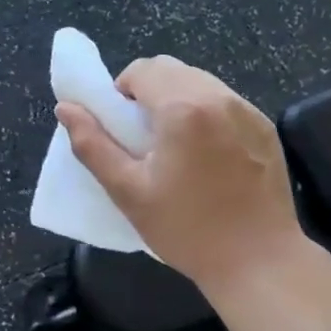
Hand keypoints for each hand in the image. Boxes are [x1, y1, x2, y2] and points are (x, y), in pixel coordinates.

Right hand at [57, 56, 305, 297]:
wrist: (258, 261)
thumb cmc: (186, 229)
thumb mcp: (128, 191)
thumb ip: (92, 144)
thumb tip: (65, 108)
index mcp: (182, 108)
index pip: (141, 70)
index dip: (121, 92)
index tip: (122, 127)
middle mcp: (218, 97)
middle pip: (171, 69)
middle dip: (148, 90)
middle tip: (143, 136)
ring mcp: (247, 110)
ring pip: (200, 81)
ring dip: (177, 98)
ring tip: (175, 145)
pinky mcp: (265, 127)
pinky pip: (225, 101)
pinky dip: (206, 112)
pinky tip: (207, 154)